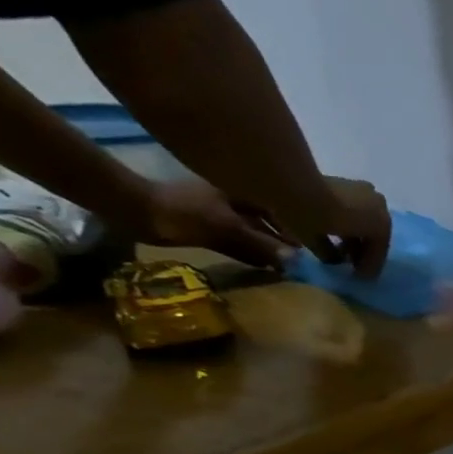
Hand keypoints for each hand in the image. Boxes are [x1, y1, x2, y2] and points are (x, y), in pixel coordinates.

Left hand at [139, 178, 293, 268]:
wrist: (136, 213)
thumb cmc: (184, 214)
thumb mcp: (228, 230)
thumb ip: (262, 245)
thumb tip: (296, 261)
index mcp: (242, 190)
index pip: (280, 205)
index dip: (299, 223)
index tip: (316, 242)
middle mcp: (236, 197)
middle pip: (270, 219)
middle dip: (286, 236)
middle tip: (306, 256)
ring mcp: (222, 211)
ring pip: (256, 229)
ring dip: (271, 245)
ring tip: (289, 263)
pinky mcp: (210, 224)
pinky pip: (241, 238)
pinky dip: (254, 250)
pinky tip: (265, 263)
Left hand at [307, 177, 390, 279]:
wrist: (290, 182)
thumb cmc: (312, 218)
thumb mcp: (321, 243)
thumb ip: (333, 255)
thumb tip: (335, 260)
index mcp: (381, 224)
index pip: (378, 251)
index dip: (369, 267)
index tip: (359, 278)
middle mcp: (380, 207)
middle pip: (373, 235)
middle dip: (363, 250)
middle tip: (352, 266)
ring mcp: (365, 192)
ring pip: (364, 222)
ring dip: (355, 237)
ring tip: (342, 250)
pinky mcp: (347, 182)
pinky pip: (355, 209)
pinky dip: (347, 223)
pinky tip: (335, 232)